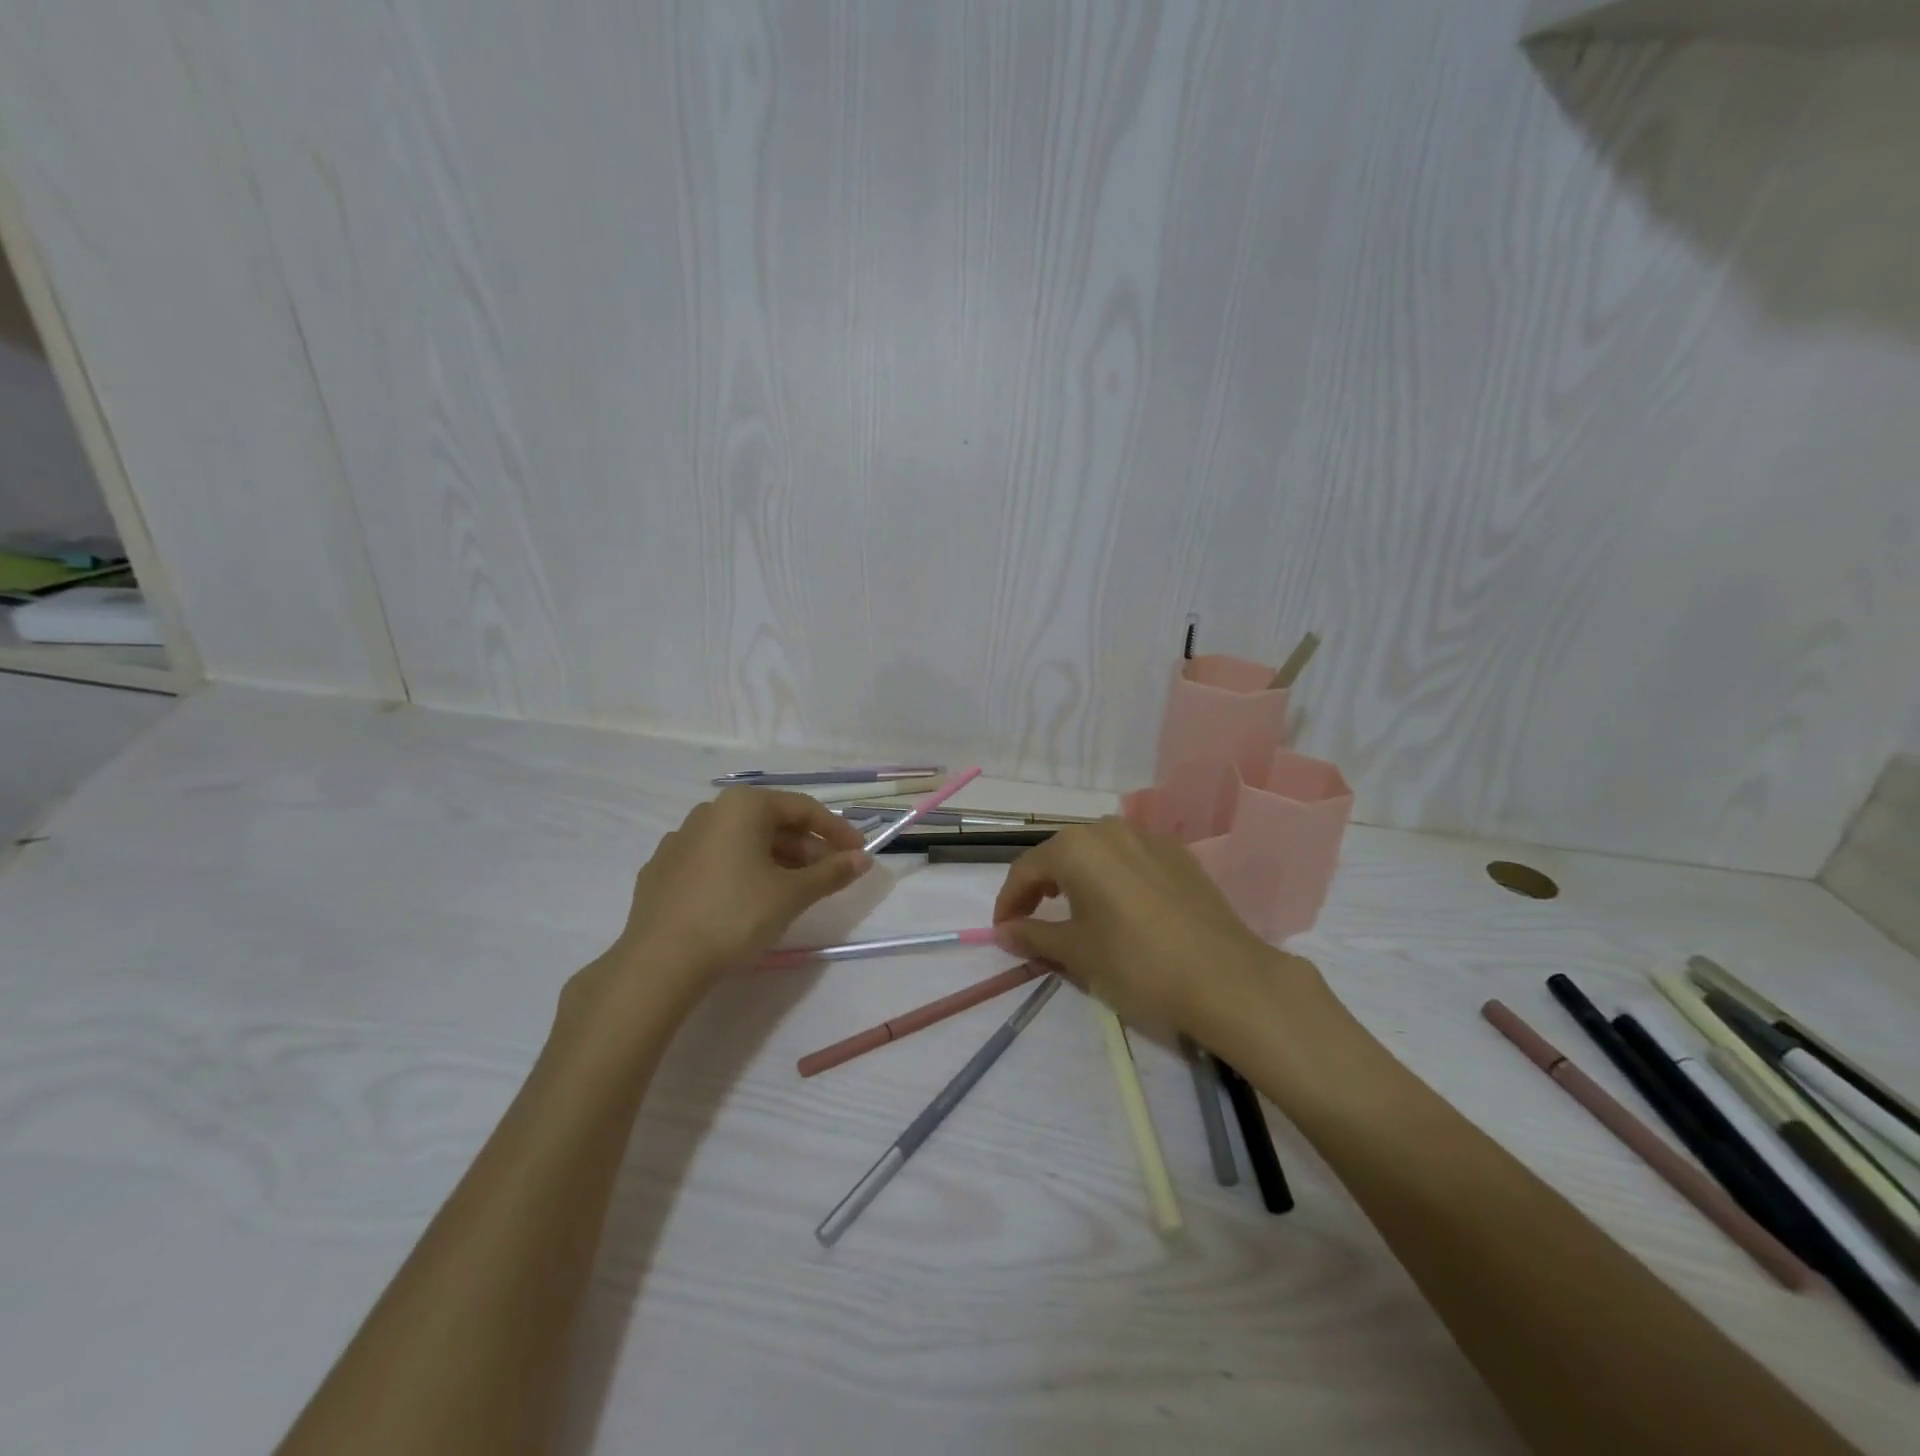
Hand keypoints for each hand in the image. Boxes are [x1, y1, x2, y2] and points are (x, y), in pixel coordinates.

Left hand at [593, 789, 871, 1001]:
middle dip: (806, 849)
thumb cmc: (735, 916)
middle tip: (831, 876)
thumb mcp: (792, 894)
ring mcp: (680, 839)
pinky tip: (749, 900)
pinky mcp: (663, 869)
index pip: (803, 808)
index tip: (859, 853)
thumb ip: (831, 872)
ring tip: (796, 891)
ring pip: (742, 842)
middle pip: (772, 823)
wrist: (659, 962)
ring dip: (776, 861)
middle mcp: (710, 811)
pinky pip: (715, 860)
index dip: (836, 831)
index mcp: (743, 806)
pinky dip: (742, 872)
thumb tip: (863, 859)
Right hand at [992, 819, 1315, 1039]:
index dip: (1008, 901)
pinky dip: (1112, 878)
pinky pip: (1130, 858)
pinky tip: (1120, 907)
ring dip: (1076, 878)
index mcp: (1076, 847)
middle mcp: (1108, 829)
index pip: (1026, 869)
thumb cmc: (1136, 963)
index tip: (1003, 931)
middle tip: (1033, 921)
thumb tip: (1003, 931)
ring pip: (1097, 852)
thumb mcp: (1076, 952)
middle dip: (1040, 886)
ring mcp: (1147, 837)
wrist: (1224, 977)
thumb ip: (1033, 934)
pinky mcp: (1178, 854)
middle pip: (1061, 854)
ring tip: (1074, 912)